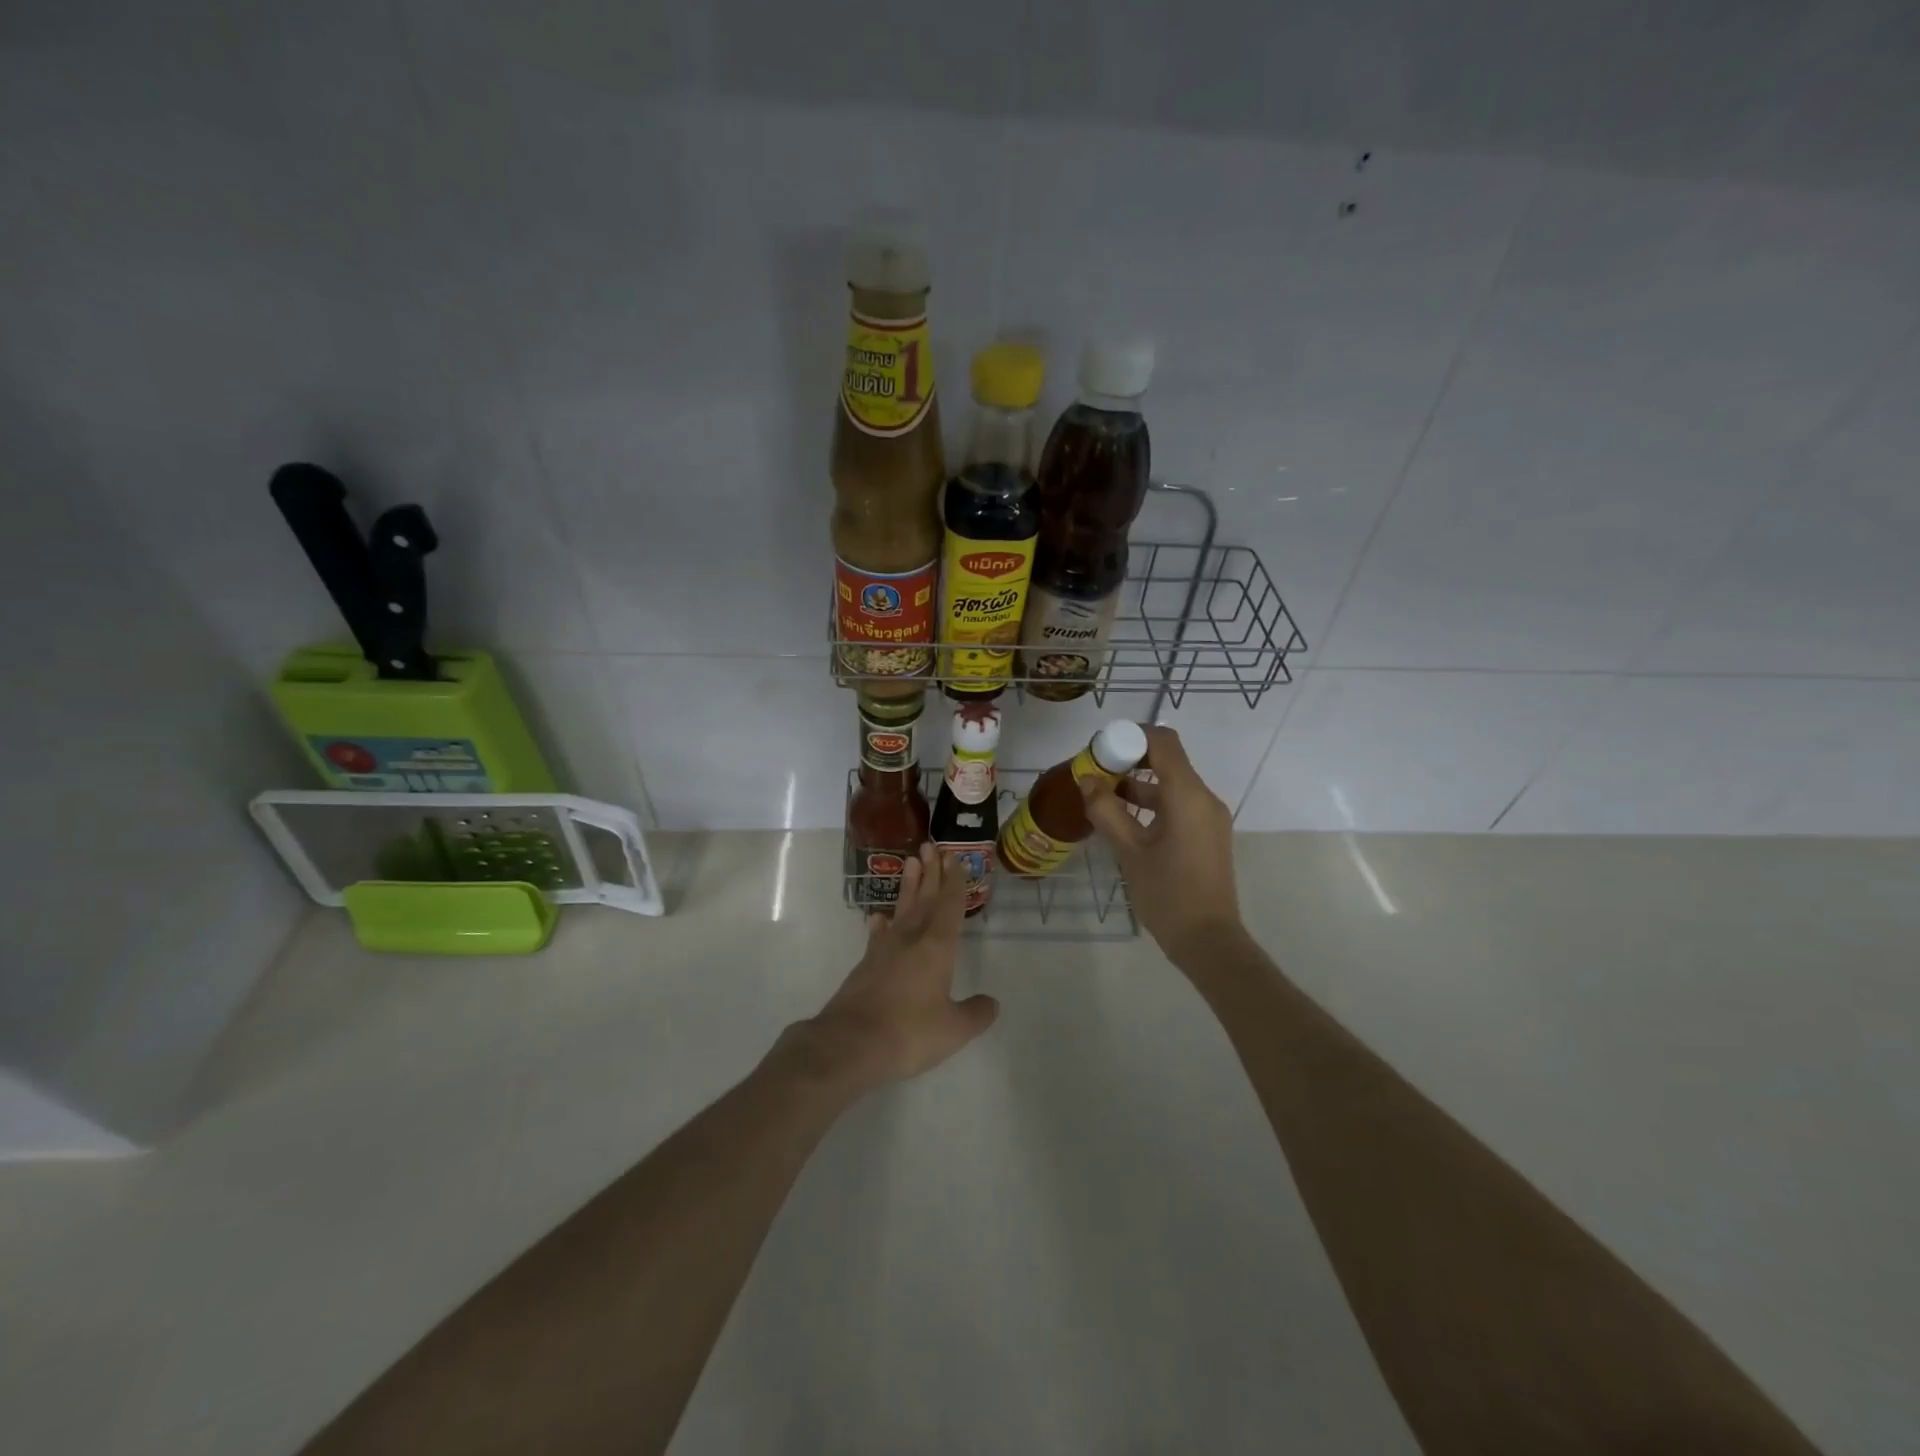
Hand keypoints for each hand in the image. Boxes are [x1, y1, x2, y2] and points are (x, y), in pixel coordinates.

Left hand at [790, 843, 998, 1096]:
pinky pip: (879, 935)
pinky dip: (882, 924)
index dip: (954, 882)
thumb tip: (992, 1003)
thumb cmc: (909, 1033)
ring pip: (901, 910)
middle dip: (930, 873)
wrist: (850, 1044)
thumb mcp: (953, 1030)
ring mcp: (884, 951)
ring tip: (910, 862)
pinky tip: (879, 917)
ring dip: (908, 886)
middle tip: (930, 846)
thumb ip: (975, 1014)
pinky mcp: (865, 966)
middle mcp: (911, 940)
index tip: (954, 858)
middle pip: (924, 900)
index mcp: (936, 948)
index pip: (948, 906)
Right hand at [1080, 724, 1245, 967]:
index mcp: (1188, 795)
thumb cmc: (1167, 894)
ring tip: (1102, 797)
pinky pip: (1179, 804)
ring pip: (1172, 784)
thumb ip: (1106, 810)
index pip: (1163, 741)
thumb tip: (1086, 779)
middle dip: (1130, 759)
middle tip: (1096, 772)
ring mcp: (1209, 817)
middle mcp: (1204, 798)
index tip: (1102, 747)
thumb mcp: (1129, 851)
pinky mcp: (1207, 834)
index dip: (1132, 735)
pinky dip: (1152, 802)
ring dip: (1138, 783)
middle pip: (1167, 759)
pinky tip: (1124, 820)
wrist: (1208, 940)